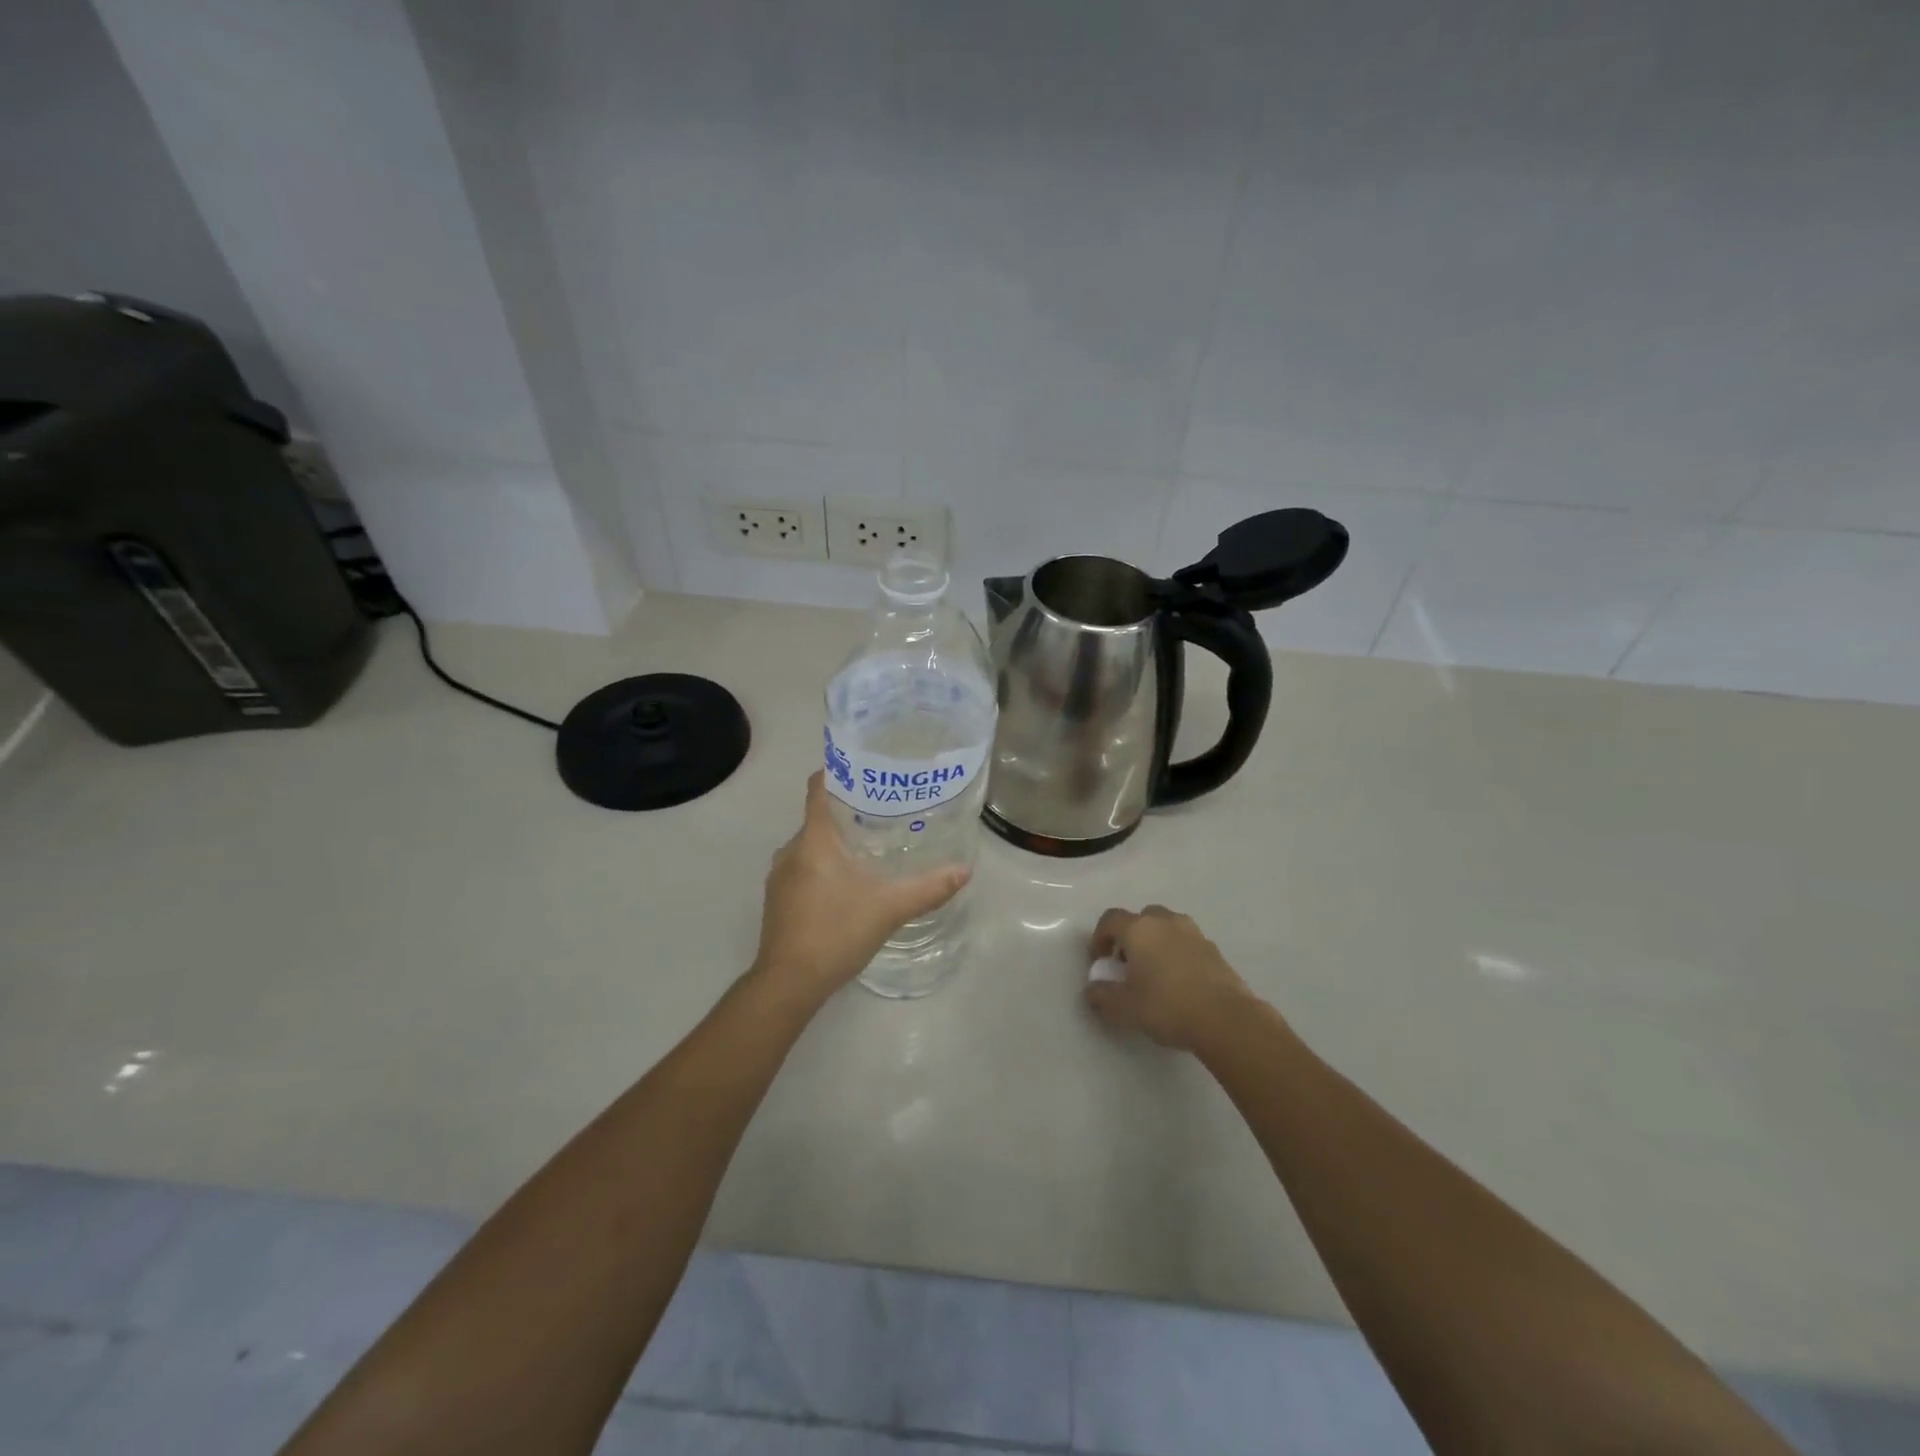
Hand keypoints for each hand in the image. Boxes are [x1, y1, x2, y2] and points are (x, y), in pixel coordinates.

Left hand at [751, 772, 969, 1004]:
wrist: (788, 983)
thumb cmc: (836, 932)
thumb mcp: (889, 908)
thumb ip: (928, 888)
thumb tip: (965, 870)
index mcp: (814, 840)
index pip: (818, 788)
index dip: (840, 773)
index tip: (868, 769)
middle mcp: (791, 850)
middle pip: (819, 816)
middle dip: (849, 812)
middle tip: (886, 812)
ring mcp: (780, 876)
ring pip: (811, 845)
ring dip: (837, 842)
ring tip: (873, 846)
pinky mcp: (778, 899)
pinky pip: (803, 867)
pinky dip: (824, 865)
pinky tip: (849, 883)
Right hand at [1085, 904, 1258, 1052]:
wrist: (1227, 1019)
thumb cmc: (1167, 1007)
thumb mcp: (1124, 1008)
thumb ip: (1102, 996)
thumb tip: (1093, 989)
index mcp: (1139, 929)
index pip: (1110, 919)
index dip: (1099, 938)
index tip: (1099, 962)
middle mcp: (1165, 922)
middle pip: (1140, 918)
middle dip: (1129, 938)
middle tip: (1127, 965)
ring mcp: (1193, 933)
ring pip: (1166, 928)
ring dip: (1155, 943)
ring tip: (1154, 974)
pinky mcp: (1214, 949)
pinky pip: (1186, 943)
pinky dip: (1176, 954)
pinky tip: (1179, 983)